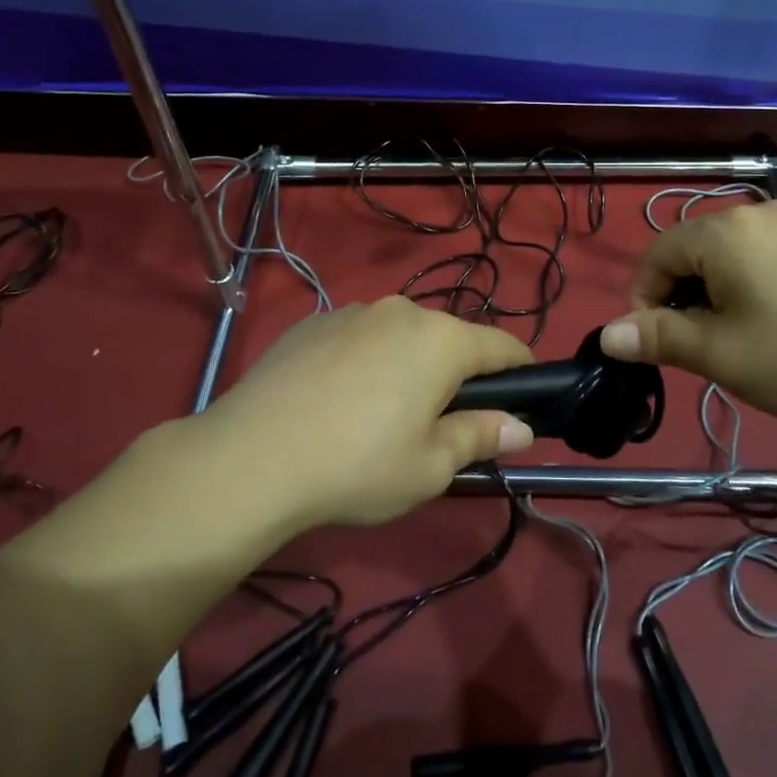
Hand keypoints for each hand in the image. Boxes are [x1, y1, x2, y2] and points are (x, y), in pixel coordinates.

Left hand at [207, 297, 536, 529]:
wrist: (250, 458)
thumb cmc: (358, 465)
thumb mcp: (430, 465)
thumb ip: (480, 437)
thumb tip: (521, 427)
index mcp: (440, 340)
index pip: (502, 346)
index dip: (521, 369)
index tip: (526, 394)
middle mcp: (400, 311)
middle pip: (447, 338)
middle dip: (456, 373)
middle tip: (443, 423)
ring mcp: (352, 311)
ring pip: (399, 336)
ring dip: (406, 364)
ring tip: (382, 414)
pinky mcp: (311, 323)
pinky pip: (357, 338)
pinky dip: (363, 361)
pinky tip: (337, 402)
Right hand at [597, 201, 776, 434]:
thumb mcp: (720, 352)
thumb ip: (658, 336)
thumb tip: (607, 335)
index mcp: (724, 229)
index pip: (657, 255)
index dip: (644, 300)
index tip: (659, 345)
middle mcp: (756, 212)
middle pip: (692, 251)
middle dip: (684, 297)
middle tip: (704, 347)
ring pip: (728, 255)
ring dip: (716, 294)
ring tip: (741, 339)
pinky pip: (763, 255)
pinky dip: (751, 285)